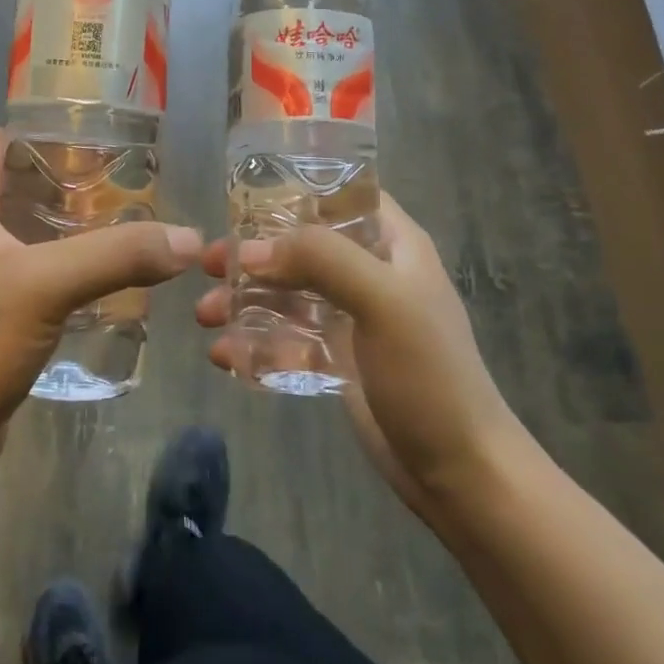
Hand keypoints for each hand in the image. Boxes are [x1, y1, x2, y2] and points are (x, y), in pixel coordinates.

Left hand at [0, 129, 203, 491]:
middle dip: (68, 182)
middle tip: (126, 187)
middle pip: (16, 185)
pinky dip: (62, 268)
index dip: (44, 133)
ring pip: (24, 232)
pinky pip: (28, 275)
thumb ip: (119, 255)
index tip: (100, 142)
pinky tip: (102, 282)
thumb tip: (188, 239)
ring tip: (125, 228)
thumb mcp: (47, 286)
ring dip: (68, 228)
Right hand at [194, 194, 520, 513]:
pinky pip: (288, 338)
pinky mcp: (337, 359)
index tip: (243, 201)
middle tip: (209, 265)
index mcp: (393, 246)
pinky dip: (256, 342)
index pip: (344, 196)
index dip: (297, 192)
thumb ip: (322, 260)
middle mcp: (371, 274)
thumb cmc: (429, 375)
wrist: (459, 472)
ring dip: (245, 300)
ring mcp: (352, 319)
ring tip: (205, 316)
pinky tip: (225, 355)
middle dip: (254, 255)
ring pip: (288, 293)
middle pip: (302, 247)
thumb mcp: (384, 301)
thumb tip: (251, 250)